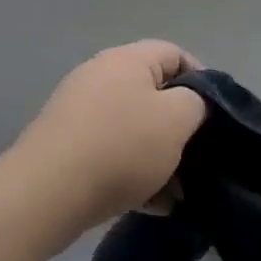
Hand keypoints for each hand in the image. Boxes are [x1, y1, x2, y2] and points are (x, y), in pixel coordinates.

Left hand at [10, 41, 206, 243]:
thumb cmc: (120, 147)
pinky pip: (111, 154)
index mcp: (127, 60)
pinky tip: (152, 206)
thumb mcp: (177, 119)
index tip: (215, 115)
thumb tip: (190, 105)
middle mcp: (100, 77)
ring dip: (159, 157)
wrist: (44, 195)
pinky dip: (133, 174)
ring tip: (177, 192)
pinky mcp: (65, 148)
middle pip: (153, 94)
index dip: (202, 80)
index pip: (175, 54)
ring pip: (133, 129)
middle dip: (179, 127)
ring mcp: (78, 113)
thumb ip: (197, 103)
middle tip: (197, 155)